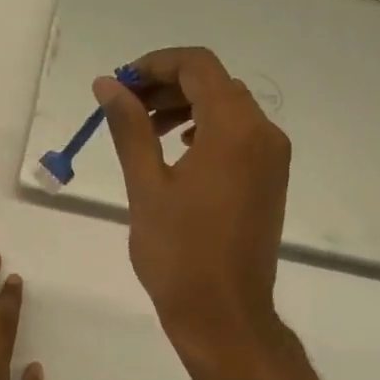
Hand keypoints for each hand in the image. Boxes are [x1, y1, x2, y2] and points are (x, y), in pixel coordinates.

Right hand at [94, 48, 293, 379]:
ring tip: (145, 127)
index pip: (197, 66)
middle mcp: (263, 133)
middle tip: (125, 106)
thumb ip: (129, 127)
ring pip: (228, 107)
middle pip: (215, 83)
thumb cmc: (179, 253)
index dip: (155, 64)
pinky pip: (240, 134)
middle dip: (167, 85)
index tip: (120, 83)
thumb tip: (107, 84)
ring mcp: (272, 157)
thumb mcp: (146, 185)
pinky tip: (179, 150)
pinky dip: (207, 128)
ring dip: (186, 105)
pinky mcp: (271, 178)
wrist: (224, 315)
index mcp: (234, 129)